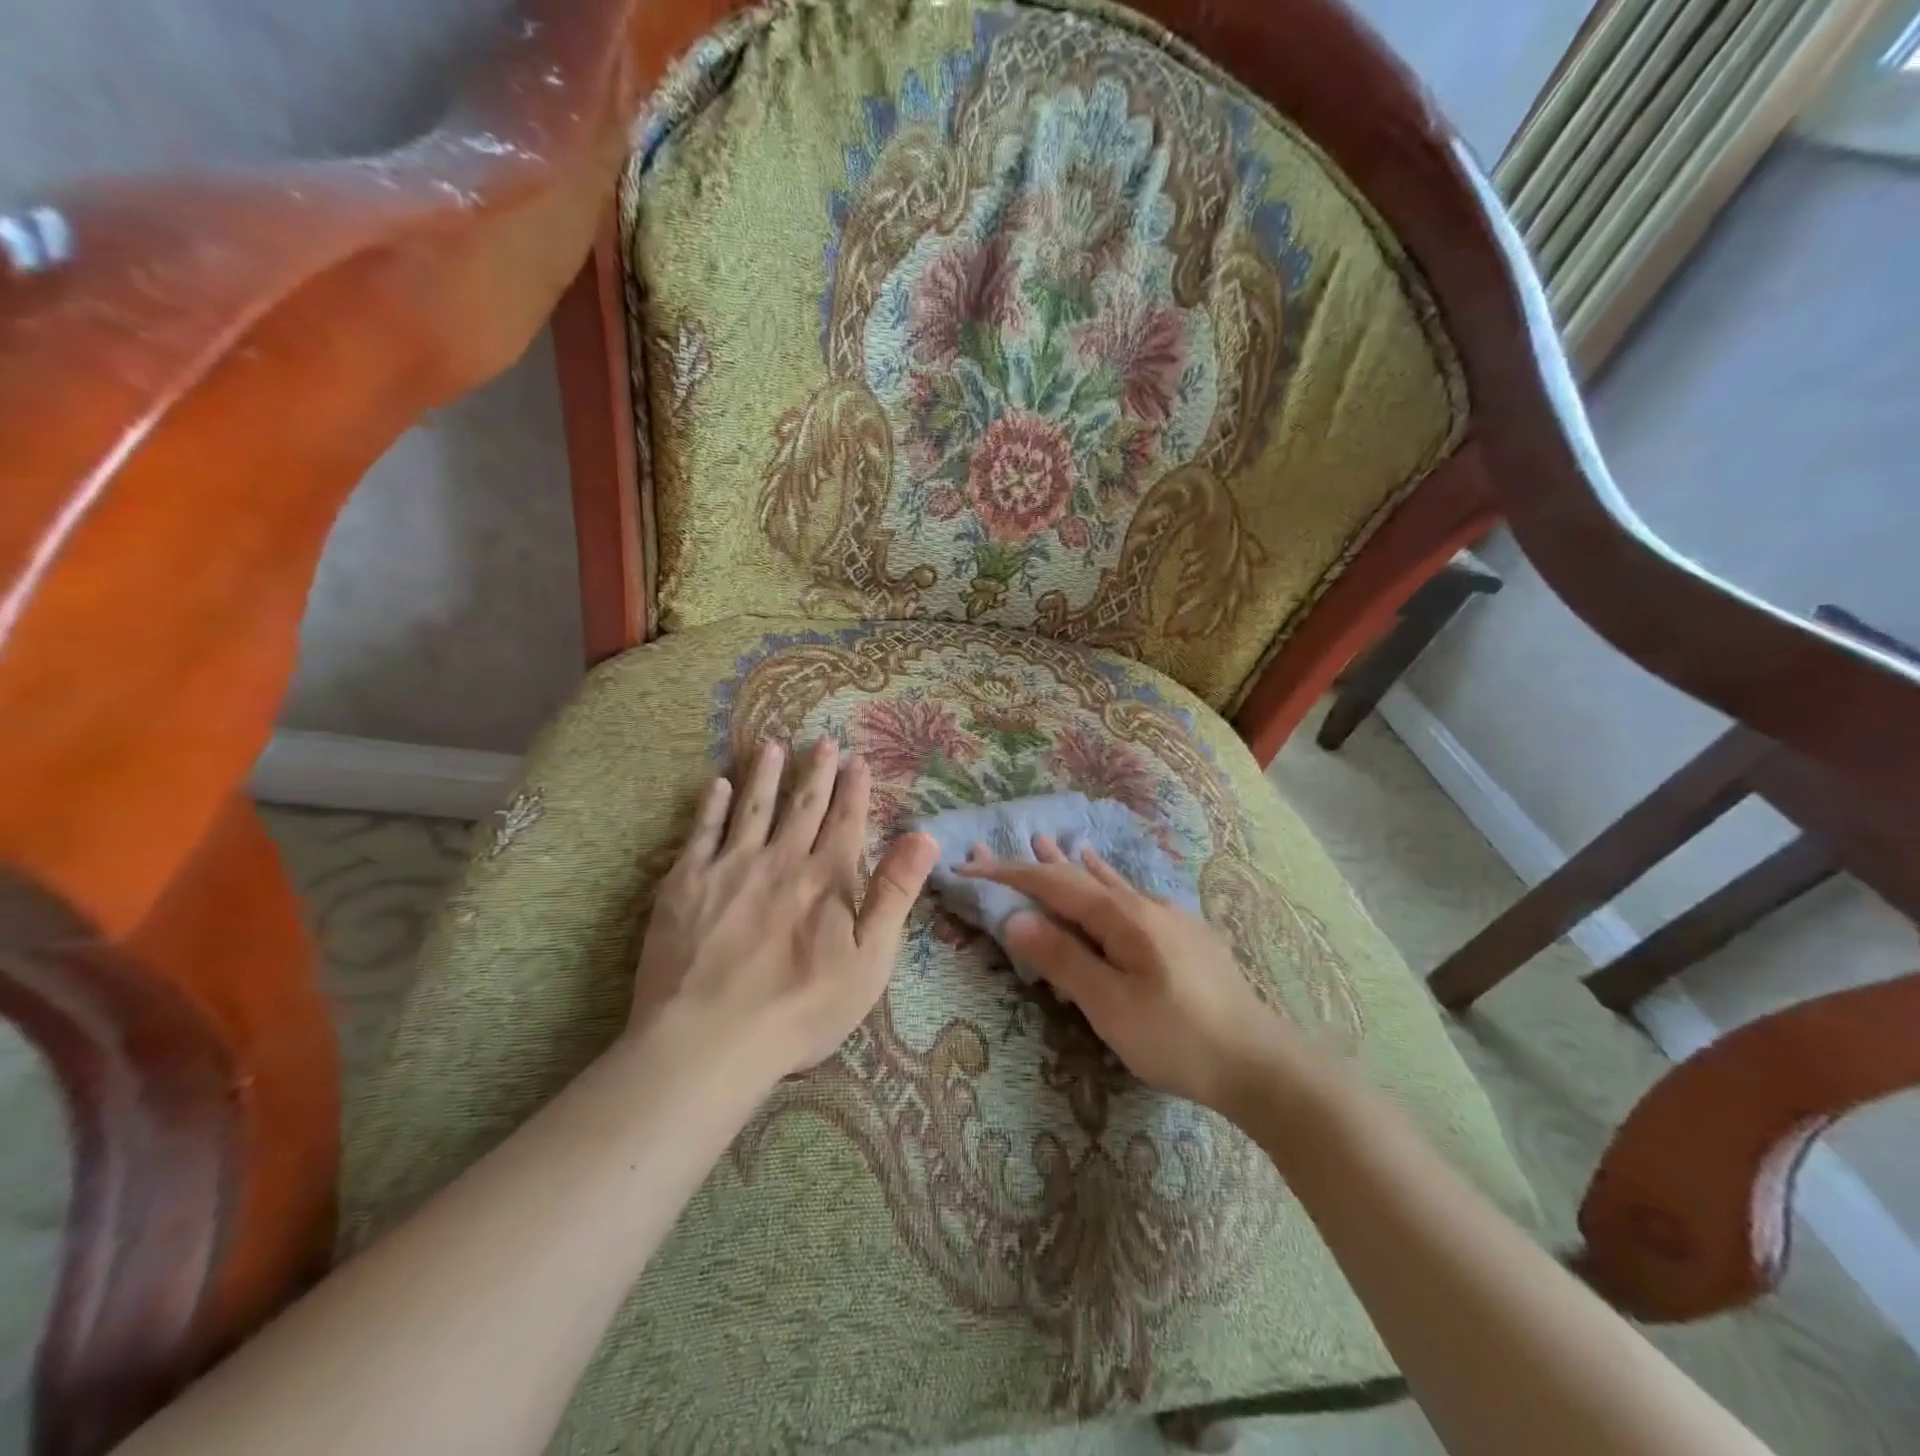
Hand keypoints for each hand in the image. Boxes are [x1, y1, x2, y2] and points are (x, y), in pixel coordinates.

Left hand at [631, 738, 938, 1080]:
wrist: (709, 1040)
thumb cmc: (802, 1009)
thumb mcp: (870, 960)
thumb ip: (895, 892)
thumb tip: (924, 835)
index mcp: (826, 878)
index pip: (846, 822)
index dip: (855, 789)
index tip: (858, 760)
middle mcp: (781, 860)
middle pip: (803, 806)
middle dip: (817, 772)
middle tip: (823, 742)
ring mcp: (729, 867)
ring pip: (753, 808)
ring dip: (765, 775)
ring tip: (772, 746)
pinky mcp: (685, 883)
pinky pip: (701, 832)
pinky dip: (711, 805)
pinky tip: (717, 785)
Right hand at [958, 834, 1306, 1113]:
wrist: (1261, 1063)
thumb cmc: (1178, 1038)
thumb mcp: (1111, 1006)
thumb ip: (1063, 959)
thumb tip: (1016, 918)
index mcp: (1123, 916)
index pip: (1053, 884)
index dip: (1009, 873)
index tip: (969, 865)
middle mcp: (1144, 904)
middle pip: (1078, 876)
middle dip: (1034, 864)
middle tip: (995, 850)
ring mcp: (1168, 917)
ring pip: (1108, 882)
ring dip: (1071, 865)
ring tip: (1048, 841)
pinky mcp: (1184, 935)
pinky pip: (1131, 897)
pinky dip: (1106, 882)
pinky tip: (1110, 877)